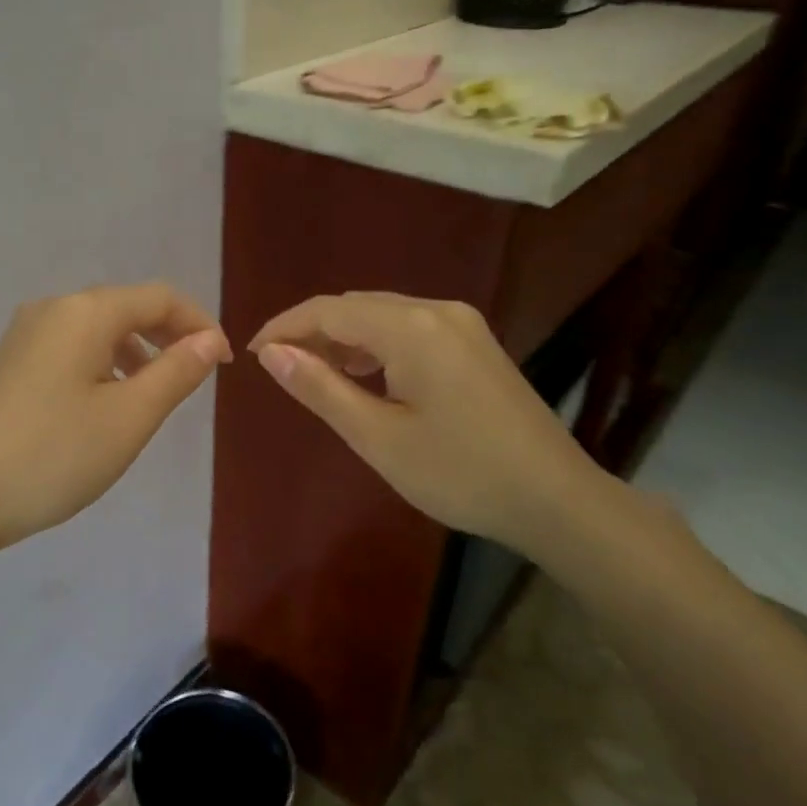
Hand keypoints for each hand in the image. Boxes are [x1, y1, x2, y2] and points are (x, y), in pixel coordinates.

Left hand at [0, 282, 231, 554]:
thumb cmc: (53, 456)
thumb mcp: (129, 418)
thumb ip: (175, 373)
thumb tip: (207, 341)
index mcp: (84, 313)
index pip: (159, 297)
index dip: (199, 323)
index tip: (222, 365)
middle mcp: (51, 310)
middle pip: (125, 307)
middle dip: (168, 335)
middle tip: (196, 376)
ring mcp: (23, 336)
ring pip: (96, 329)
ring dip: (136, 351)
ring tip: (153, 395)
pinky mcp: (8, 364)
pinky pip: (70, 349)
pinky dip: (102, 365)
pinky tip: (105, 404)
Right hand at [249, 292, 611, 558]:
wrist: (555, 498)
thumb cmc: (458, 473)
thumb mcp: (377, 436)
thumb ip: (320, 387)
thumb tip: (271, 353)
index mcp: (411, 328)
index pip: (328, 311)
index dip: (284, 328)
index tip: (252, 355)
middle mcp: (437, 310)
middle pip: (356, 307)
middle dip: (312, 331)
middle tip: (280, 369)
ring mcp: (461, 324)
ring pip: (382, 316)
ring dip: (343, 338)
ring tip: (314, 373)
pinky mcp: (474, 343)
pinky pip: (409, 329)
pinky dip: (375, 345)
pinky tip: (364, 375)